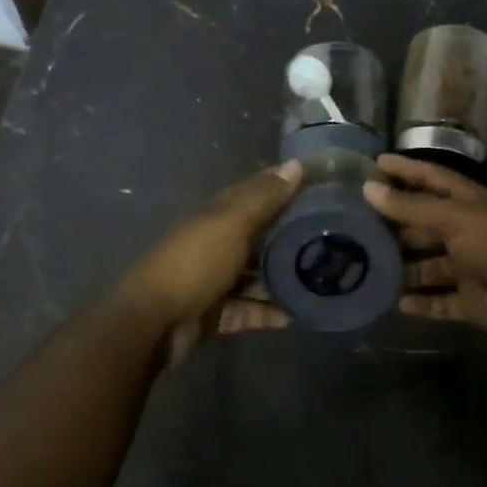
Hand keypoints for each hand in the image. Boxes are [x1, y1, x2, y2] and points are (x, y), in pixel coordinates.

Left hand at [119, 160, 302, 366]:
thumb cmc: (195, 264)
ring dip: (282, 279)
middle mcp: (216, 244)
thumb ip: (263, 198)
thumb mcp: (232, 224)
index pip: (255, 194)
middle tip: (333, 239)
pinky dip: (269, 313)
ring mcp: (214, 281)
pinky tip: (298, 315)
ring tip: (322, 280)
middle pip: (258, 237)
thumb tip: (296, 164)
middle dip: (290, 237)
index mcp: (217, 216)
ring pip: (255, 277)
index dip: (284, 188)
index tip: (321, 188)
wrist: (153, 322)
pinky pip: (248, 311)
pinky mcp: (215, 314)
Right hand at [363, 154, 486, 336]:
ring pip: (431, 266)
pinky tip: (397, 303)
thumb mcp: (453, 218)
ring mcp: (471, 267)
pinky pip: (442, 301)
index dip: (404, 169)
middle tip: (358, 225)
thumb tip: (368, 188)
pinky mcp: (474, 300)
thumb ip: (410, 206)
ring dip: (405, 268)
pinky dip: (423, 303)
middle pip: (426, 224)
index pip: (430, 178)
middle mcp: (468, 231)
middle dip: (396, 224)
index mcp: (467, 202)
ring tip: (369, 268)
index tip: (374, 163)